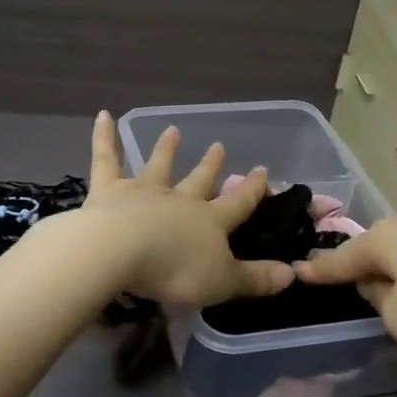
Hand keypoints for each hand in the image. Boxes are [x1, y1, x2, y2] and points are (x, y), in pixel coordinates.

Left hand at [79, 112, 293, 307]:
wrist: (119, 251)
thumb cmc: (174, 270)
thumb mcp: (222, 282)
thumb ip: (255, 278)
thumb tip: (292, 273)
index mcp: (209, 221)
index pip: (238, 204)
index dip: (252, 190)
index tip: (262, 171)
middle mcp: (179, 200)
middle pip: (199, 180)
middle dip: (210, 166)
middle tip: (218, 146)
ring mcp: (143, 191)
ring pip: (158, 165)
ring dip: (165, 149)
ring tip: (172, 130)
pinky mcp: (108, 190)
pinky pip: (106, 157)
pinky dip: (104, 135)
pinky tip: (103, 114)